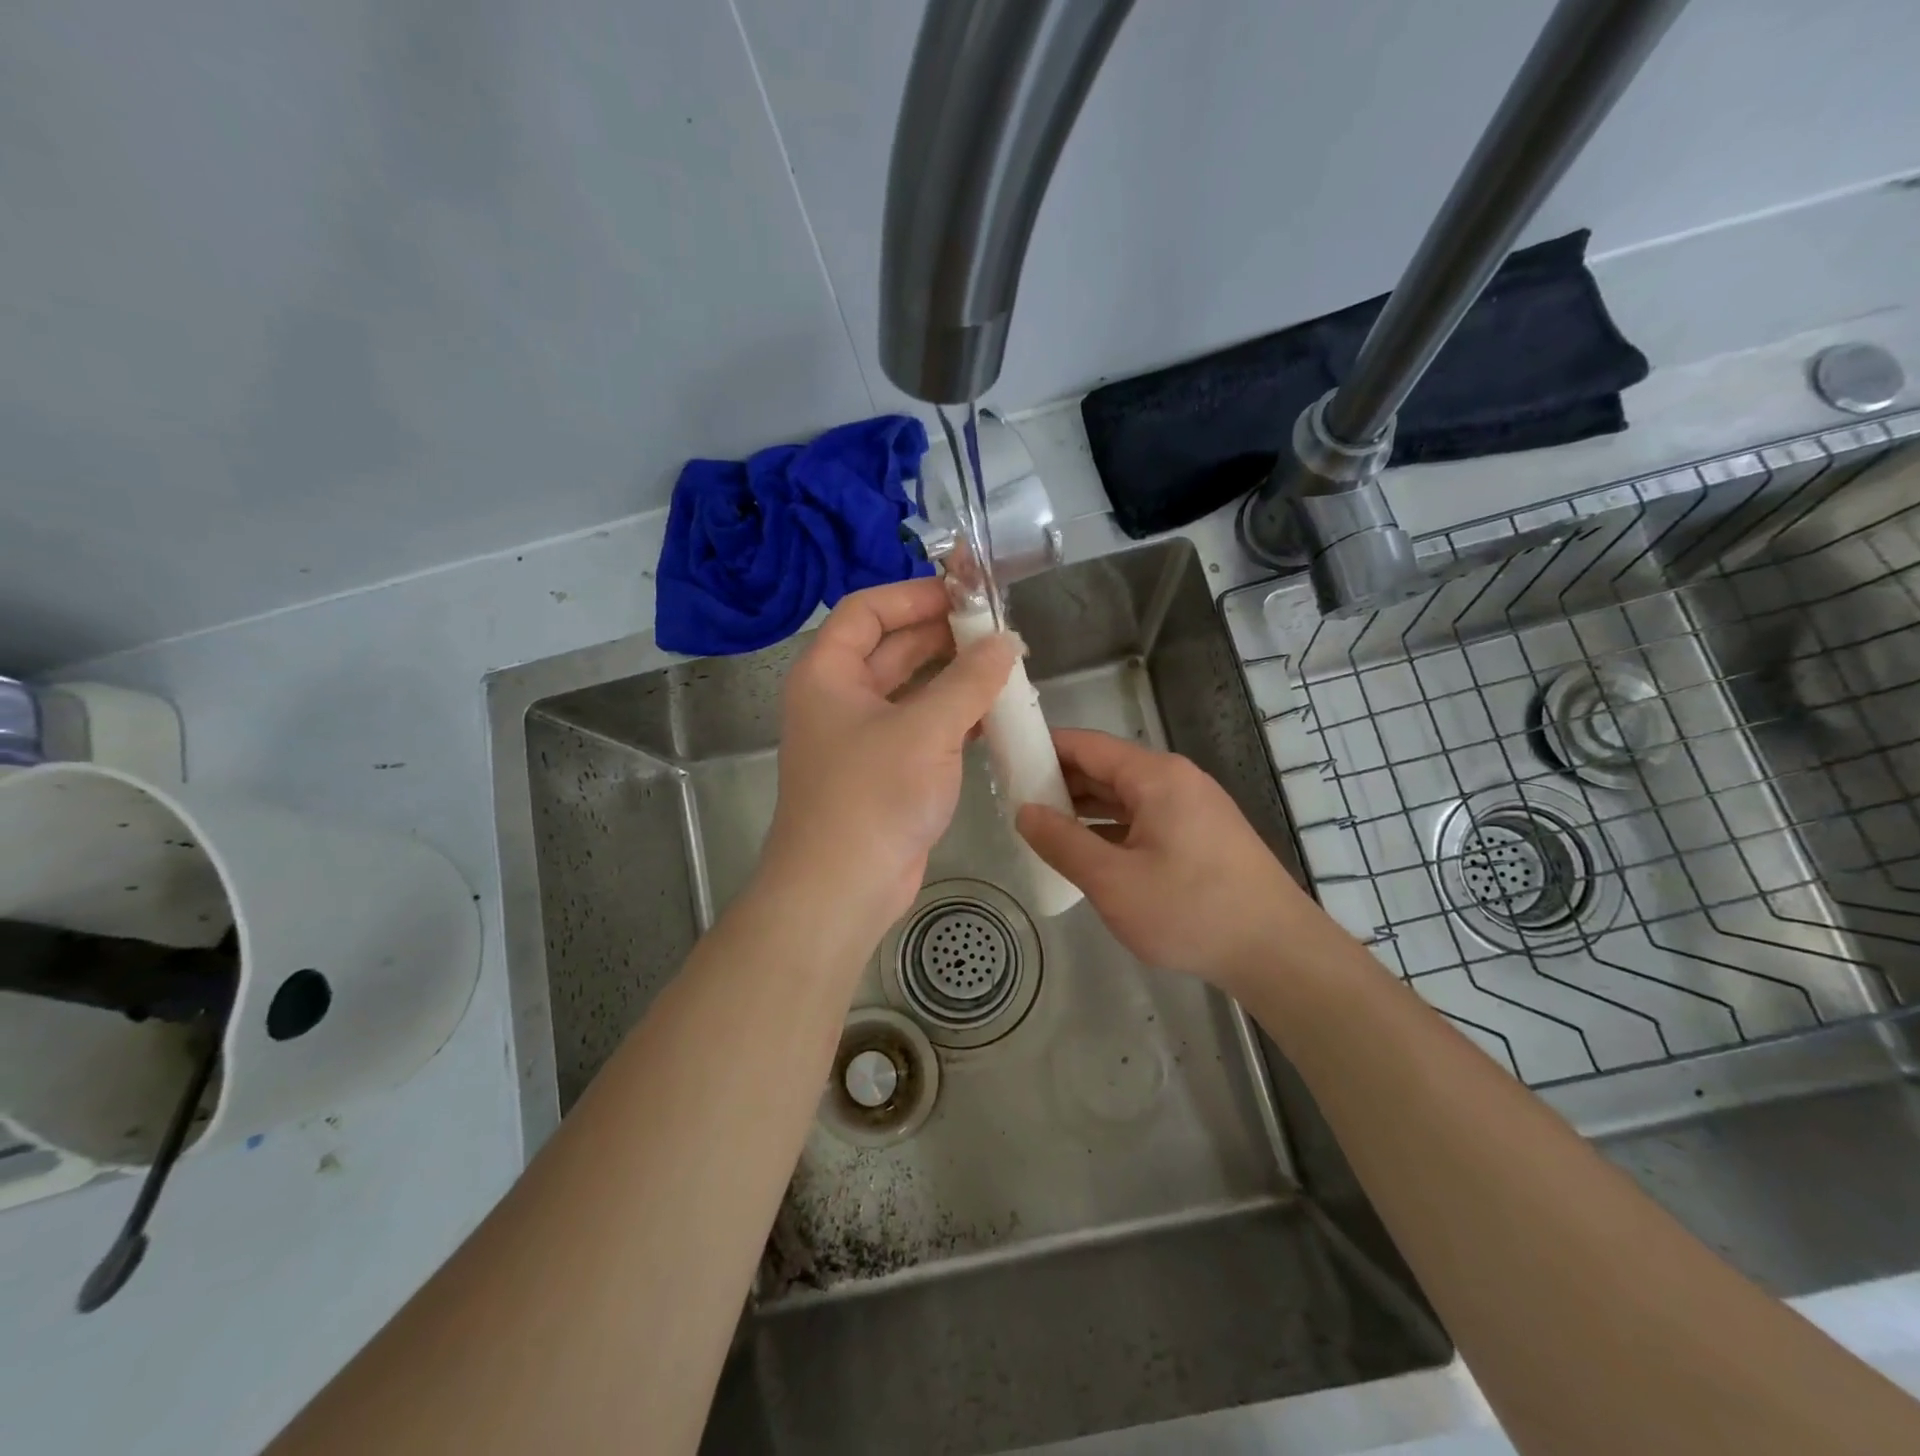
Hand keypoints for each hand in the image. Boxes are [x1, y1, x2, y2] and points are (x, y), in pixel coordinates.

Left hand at [760, 579, 1017, 942]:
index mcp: (828, 673)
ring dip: (954, 677)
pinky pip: (923, 727)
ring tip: (1005, 666)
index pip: (866, 610)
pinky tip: (996, 714)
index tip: (964, 591)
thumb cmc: (872, 796)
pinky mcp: (886, 771)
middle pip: (892, 648)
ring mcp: (862, 737)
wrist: (842, 888)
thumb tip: (1006, 641)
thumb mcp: (925, 729)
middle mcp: (840, 698)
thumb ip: (969, 680)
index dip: (913, 595)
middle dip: (943, 635)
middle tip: (997, 629)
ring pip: (912, 690)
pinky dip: (955, 716)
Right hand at [1016, 728, 1313, 990]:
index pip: (1086, 745)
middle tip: (1012, 801)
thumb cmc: (1190, 910)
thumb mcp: (1112, 881)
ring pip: (1124, 796)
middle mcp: (1175, 780)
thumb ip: (1062, 842)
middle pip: (1105, 768)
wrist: (1278, 952)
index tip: (1004, 761)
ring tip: (1040, 826)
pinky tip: (1087, 851)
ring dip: (1083, 808)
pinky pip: (1144, 818)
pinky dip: (1111, 828)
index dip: (1042, 748)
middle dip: (1059, 781)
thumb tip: (1024, 812)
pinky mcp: (1201, 835)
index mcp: (1155, 776)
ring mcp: (1192, 808)